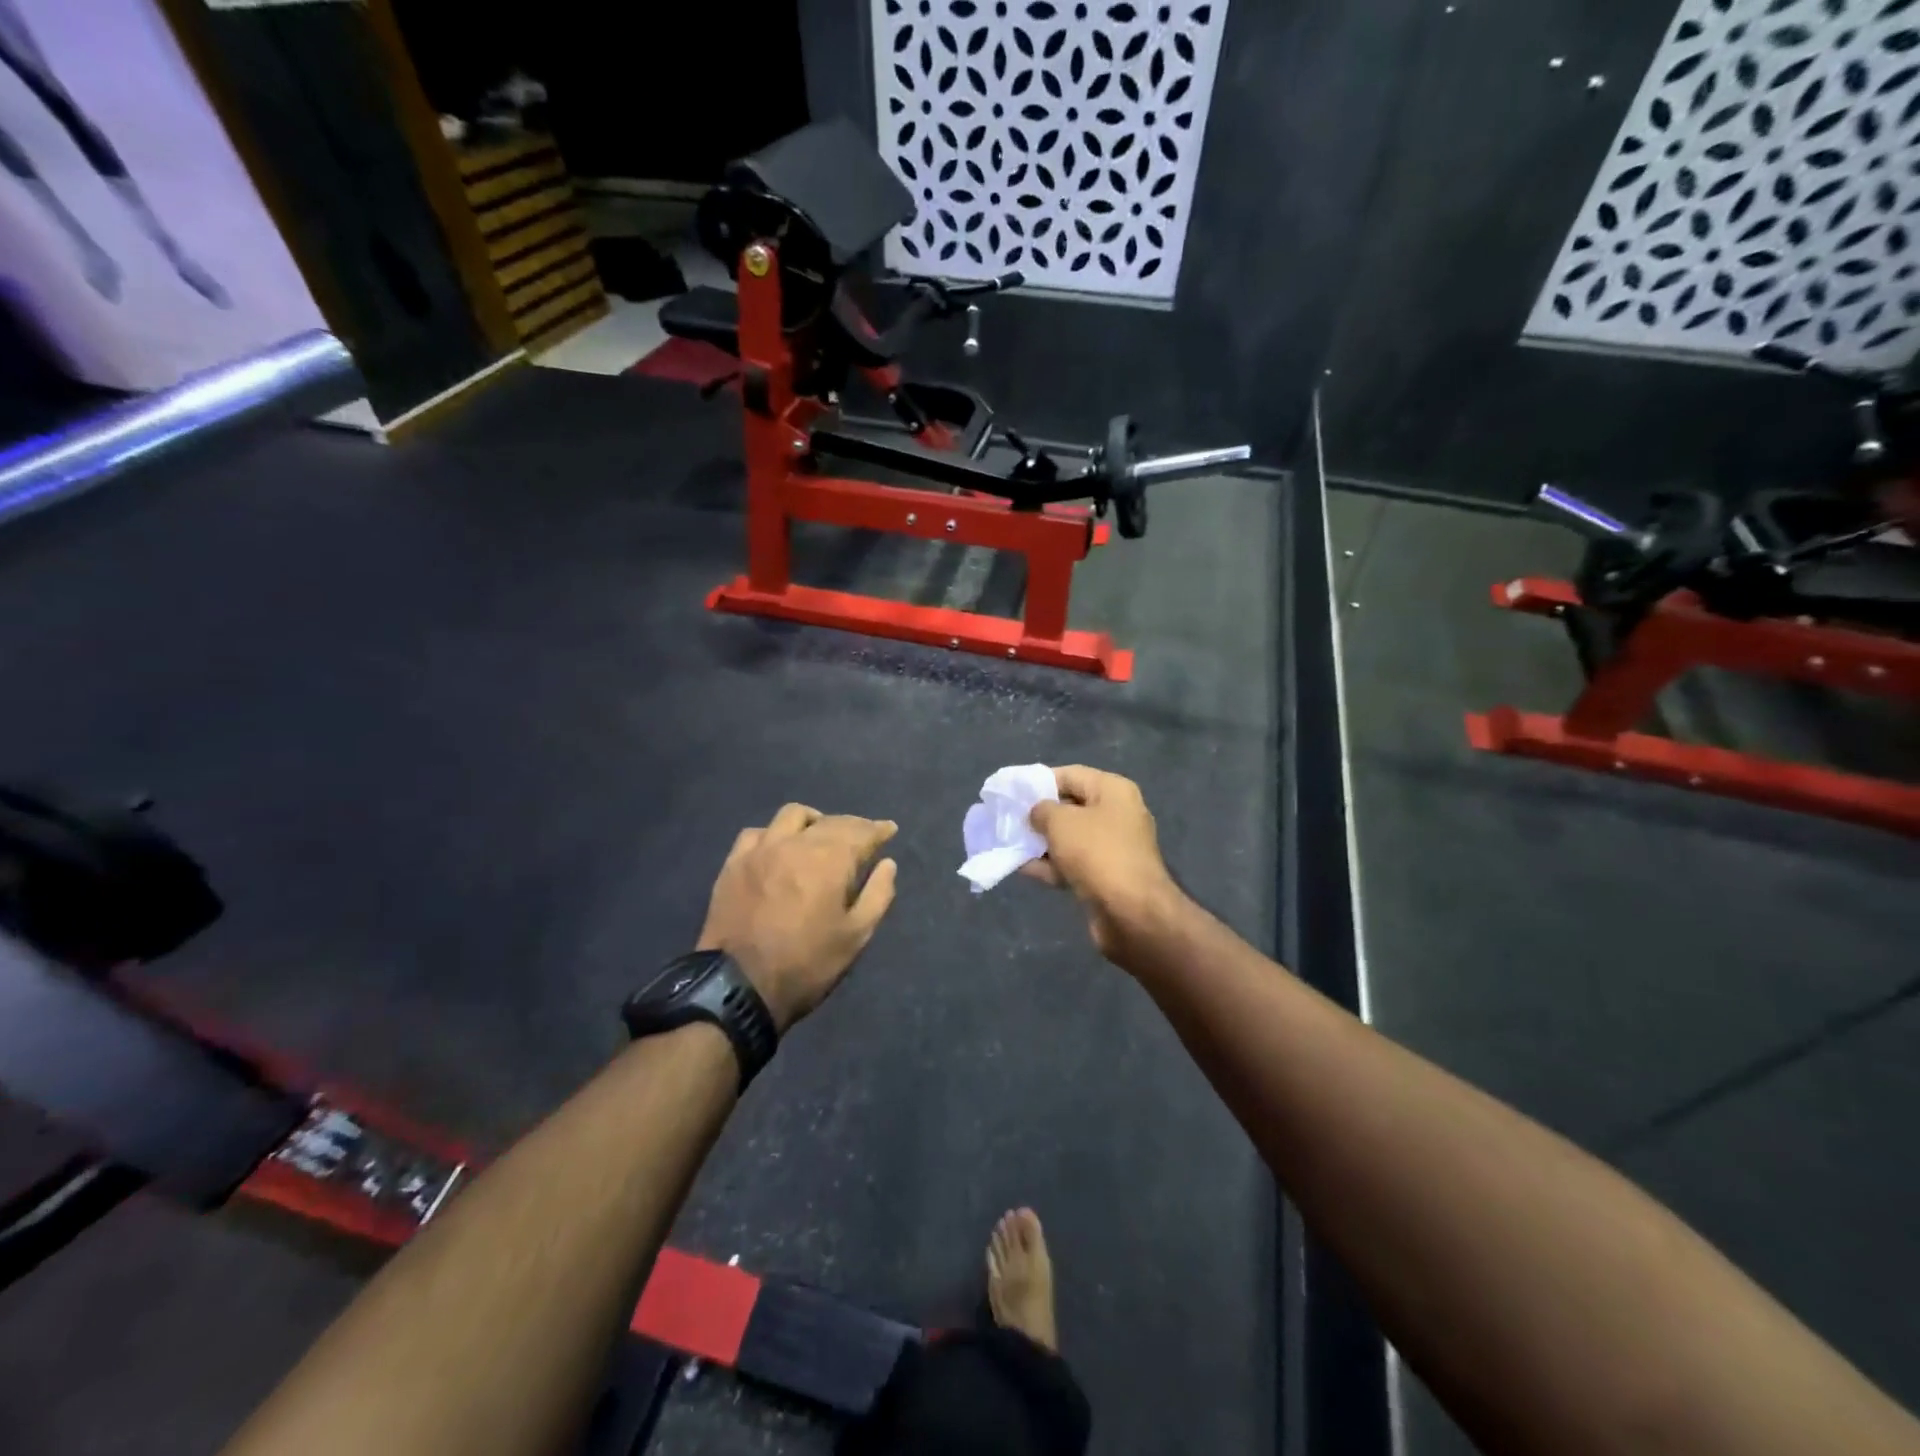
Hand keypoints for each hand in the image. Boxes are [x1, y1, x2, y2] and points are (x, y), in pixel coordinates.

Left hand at [698, 804, 898, 1031]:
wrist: (739, 987)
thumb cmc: (807, 964)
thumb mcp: (856, 937)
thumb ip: (878, 895)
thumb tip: (887, 864)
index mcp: (830, 860)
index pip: (861, 832)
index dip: (878, 829)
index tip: (889, 829)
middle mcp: (796, 844)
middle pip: (830, 822)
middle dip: (851, 826)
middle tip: (862, 837)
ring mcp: (761, 850)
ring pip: (792, 816)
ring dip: (814, 821)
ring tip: (820, 834)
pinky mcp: (734, 863)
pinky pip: (757, 833)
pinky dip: (775, 834)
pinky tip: (778, 847)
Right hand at [1024, 766, 1179, 956]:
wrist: (1131, 912)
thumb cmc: (1096, 853)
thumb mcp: (1060, 822)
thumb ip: (1041, 810)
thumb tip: (1037, 813)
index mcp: (1113, 791)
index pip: (1070, 775)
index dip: (1039, 781)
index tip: (1012, 791)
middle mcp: (1117, 814)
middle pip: (1070, 807)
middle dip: (1039, 814)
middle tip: (1008, 819)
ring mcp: (1113, 848)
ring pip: (1070, 838)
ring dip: (1041, 841)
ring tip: (1009, 843)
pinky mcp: (1106, 877)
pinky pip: (1073, 863)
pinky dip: (1050, 864)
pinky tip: (1022, 868)